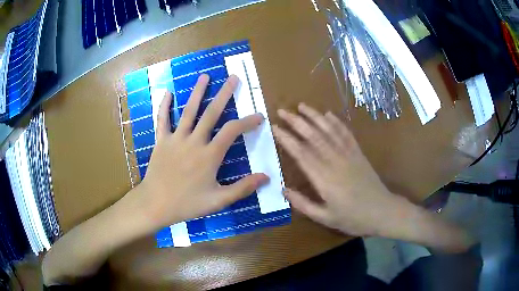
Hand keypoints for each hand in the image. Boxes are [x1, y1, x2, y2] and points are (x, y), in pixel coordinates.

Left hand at [137, 74, 268, 228]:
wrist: (155, 204)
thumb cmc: (187, 204)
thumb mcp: (218, 201)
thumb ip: (242, 188)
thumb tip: (266, 177)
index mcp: (209, 155)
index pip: (232, 131)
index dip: (247, 121)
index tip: (259, 116)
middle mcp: (194, 141)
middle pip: (211, 113)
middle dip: (224, 94)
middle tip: (233, 78)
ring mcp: (176, 139)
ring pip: (188, 111)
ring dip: (197, 92)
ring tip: (205, 76)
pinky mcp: (161, 141)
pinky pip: (162, 120)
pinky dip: (164, 106)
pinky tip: (167, 92)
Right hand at [272, 103, 407, 236]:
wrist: (382, 212)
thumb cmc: (353, 218)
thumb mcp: (325, 218)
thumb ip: (303, 204)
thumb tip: (283, 189)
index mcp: (324, 179)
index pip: (301, 153)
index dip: (287, 139)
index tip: (274, 128)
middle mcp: (335, 161)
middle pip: (313, 136)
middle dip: (296, 122)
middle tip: (282, 111)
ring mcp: (349, 155)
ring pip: (329, 131)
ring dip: (315, 116)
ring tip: (301, 106)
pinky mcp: (359, 153)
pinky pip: (346, 134)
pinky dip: (337, 122)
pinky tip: (328, 114)